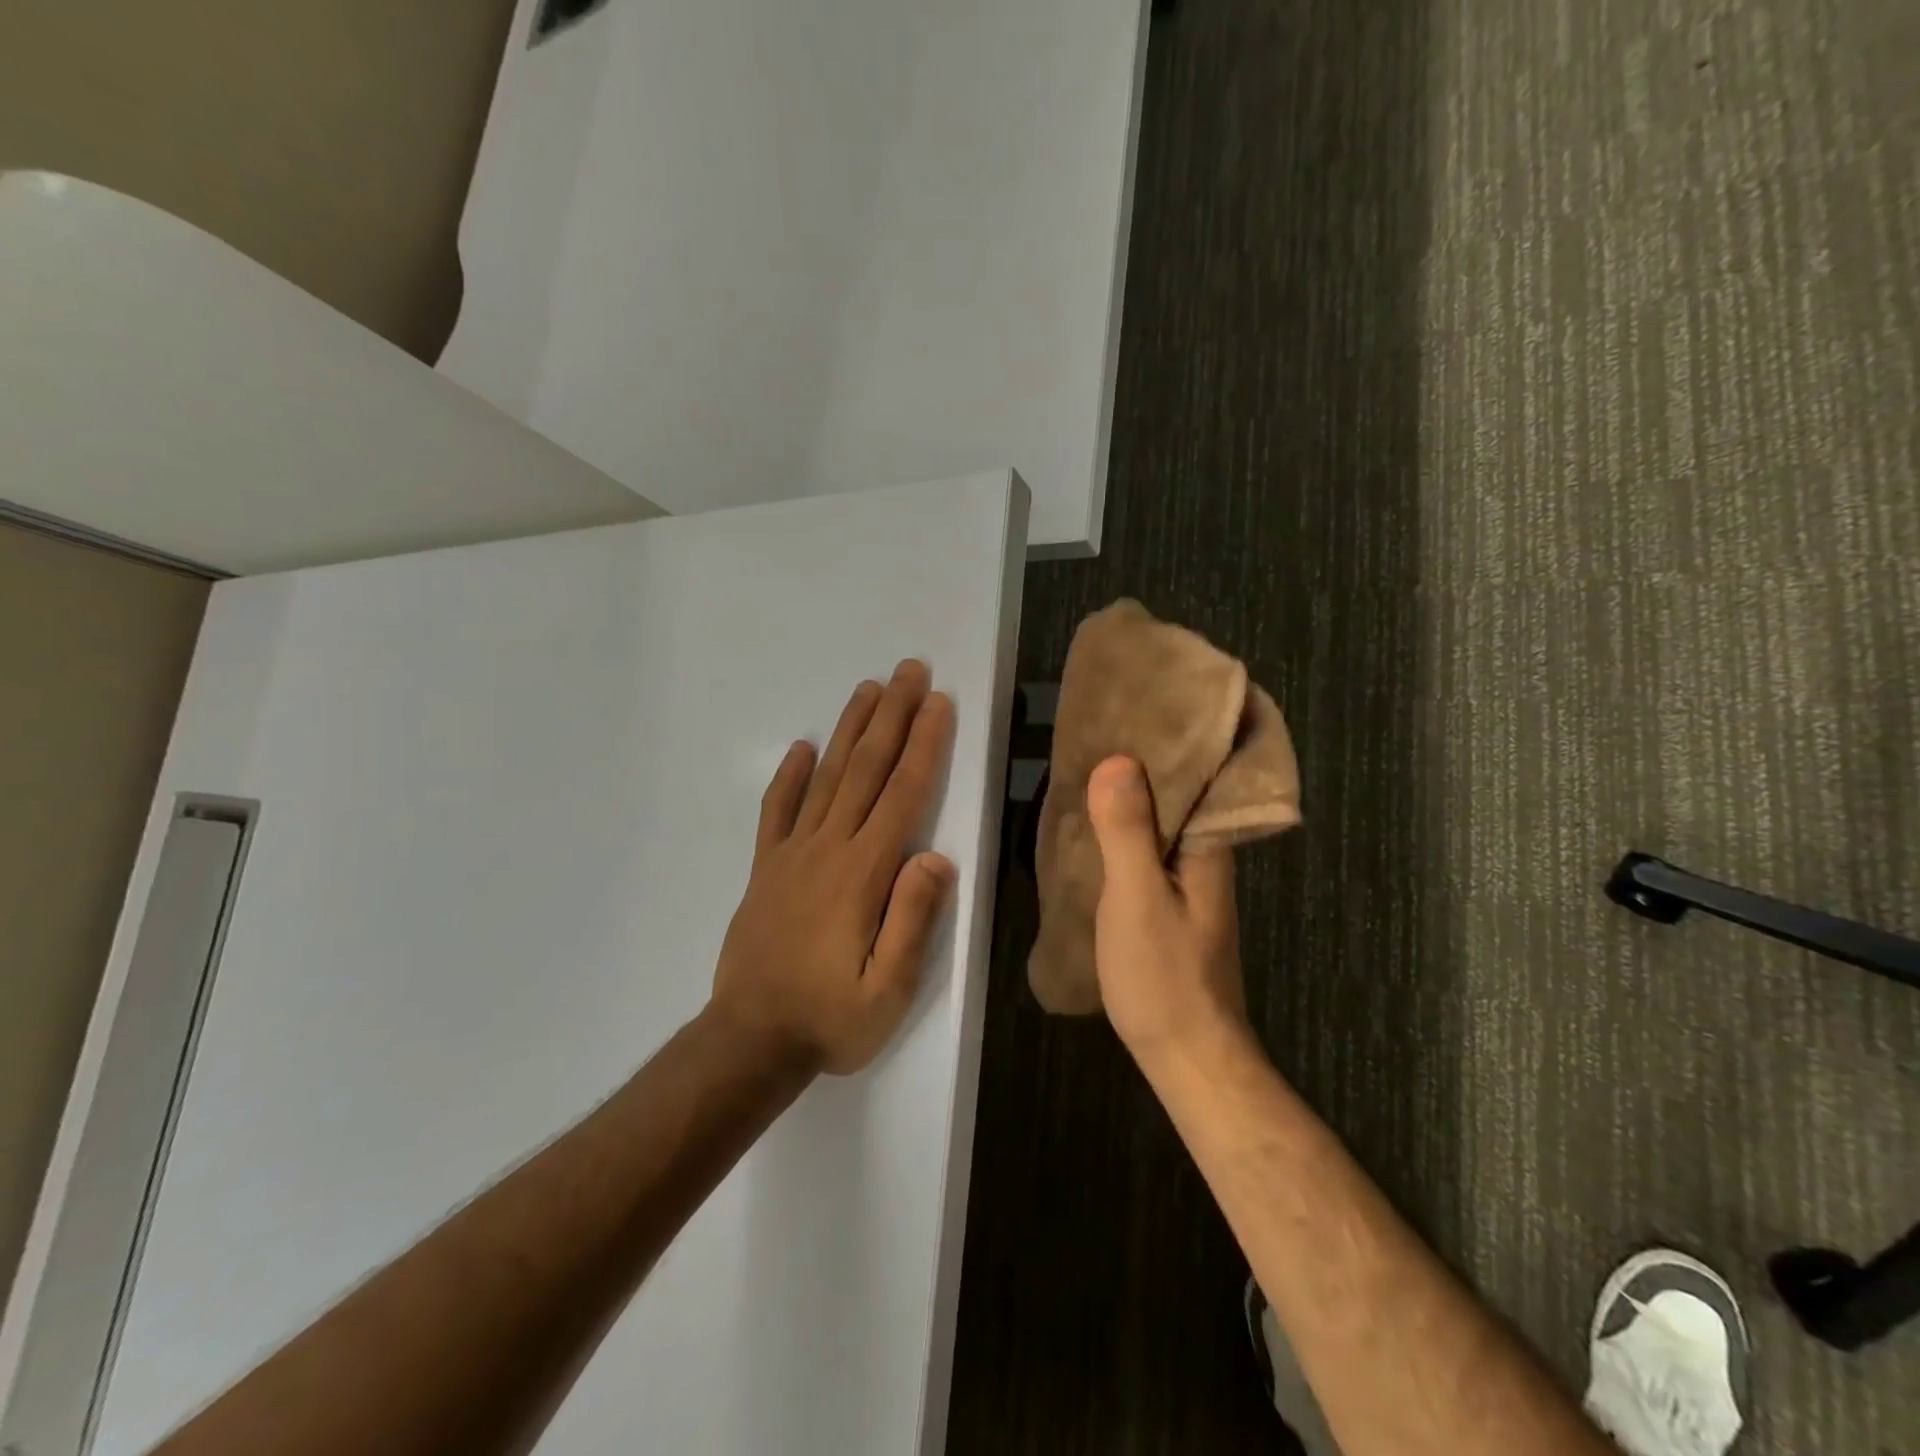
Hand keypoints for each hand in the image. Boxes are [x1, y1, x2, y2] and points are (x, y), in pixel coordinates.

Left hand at [711, 661, 956, 1074]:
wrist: (750, 1041)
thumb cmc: (830, 1019)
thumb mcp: (889, 990)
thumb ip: (913, 919)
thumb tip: (936, 856)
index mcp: (863, 874)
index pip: (902, 795)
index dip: (923, 745)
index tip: (938, 704)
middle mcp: (828, 849)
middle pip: (866, 770)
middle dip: (892, 717)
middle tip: (909, 671)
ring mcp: (791, 854)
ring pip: (826, 778)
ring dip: (849, 730)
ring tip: (868, 689)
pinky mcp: (766, 868)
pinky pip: (776, 811)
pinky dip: (789, 776)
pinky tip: (801, 747)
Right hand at [1086, 756, 1249, 1064]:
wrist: (1186, 1056)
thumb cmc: (1165, 976)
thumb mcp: (1138, 899)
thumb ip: (1127, 832)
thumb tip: (1117, 760)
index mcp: (1208, 846)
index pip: (1201, 773)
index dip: (1175, 737)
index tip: (1142, 703)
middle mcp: (1205, 856)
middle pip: (1180, 793)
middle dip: (1146, 759)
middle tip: (1100, 726)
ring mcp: (1189, 882)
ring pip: (1162, 821)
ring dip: (1133, 793)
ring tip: (1090, 762)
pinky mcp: (1170, 903)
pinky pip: (1147, 848)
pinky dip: (1124, 828)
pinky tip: (1094, 825)